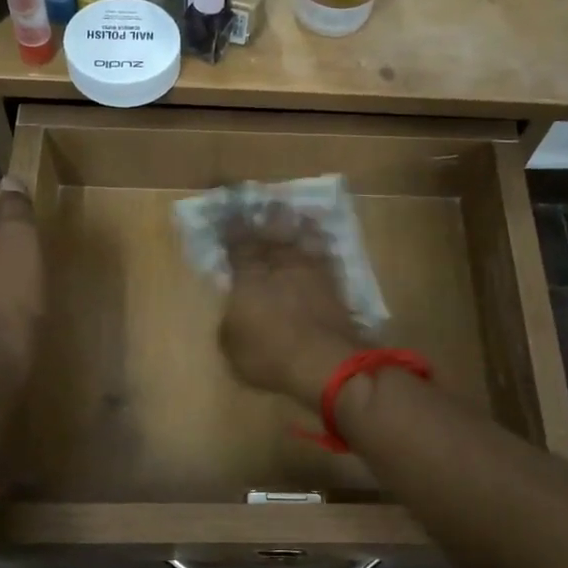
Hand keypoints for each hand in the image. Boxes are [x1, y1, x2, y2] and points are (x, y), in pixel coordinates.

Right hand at [218, 208, 365, 407]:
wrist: (326, 362)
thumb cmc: (270, 355)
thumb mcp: (232, 345)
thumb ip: (232, 321)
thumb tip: (235, 311)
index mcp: (250, 276)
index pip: (238, 245)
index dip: (233, 230)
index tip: (230, 214)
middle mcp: (281, 266)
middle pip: (274, 236)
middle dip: (269, 220)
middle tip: (269, 204)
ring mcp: (313, 274)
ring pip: (305, 241)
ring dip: (301, 228)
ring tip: (301, 217)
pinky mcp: (337, 287)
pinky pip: (328, 259)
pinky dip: (324, 249)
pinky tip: (324, 246)